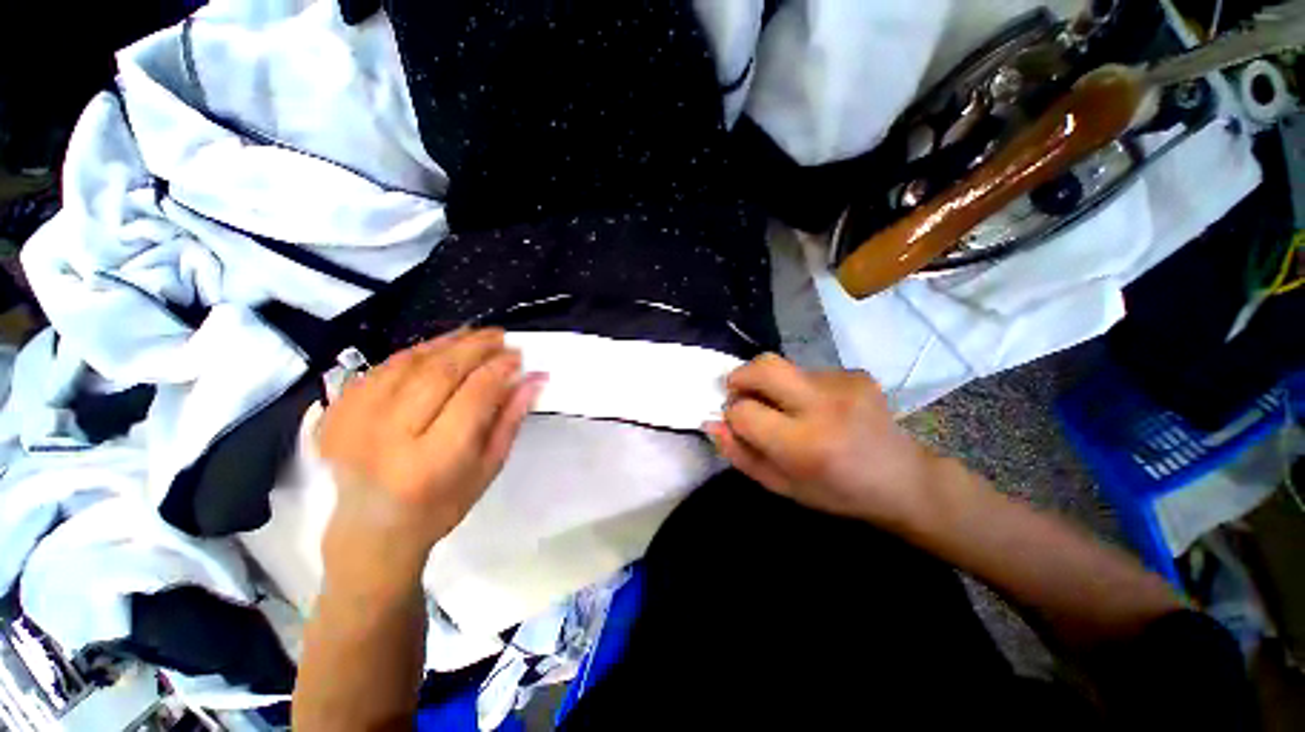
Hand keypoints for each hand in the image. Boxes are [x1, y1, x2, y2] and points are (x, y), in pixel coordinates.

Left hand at [316, 329, 545, 592]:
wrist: (372, 531)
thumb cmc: (442, 505)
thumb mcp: (489, 467)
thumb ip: (512, 418)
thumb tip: (535, 378)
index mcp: (433, 460)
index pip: (474, 395)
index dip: (500, 368)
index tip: (519, 355)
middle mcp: (389, 437)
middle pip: (439, 372)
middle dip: (476, 347)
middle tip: (501, 336)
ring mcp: (354, 423)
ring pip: (408, 363)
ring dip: (446, 343)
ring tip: (474, 335)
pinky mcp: (335, 414)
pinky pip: (379, 368)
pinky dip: (412, 353)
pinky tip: (436, 348)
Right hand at [705, 354, 940, 528]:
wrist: (903, 480)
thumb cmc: (836, 492)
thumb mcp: (781, 486)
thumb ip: (740, 454)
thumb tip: (713, 423)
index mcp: (804, 444)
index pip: (743, 411)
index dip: (733, 414)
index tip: (740, 423)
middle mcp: (824, 406)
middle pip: (763, 366)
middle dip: (740, 376)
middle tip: (741, 392)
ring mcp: (844, 384)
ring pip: (784, 367)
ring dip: (774, 386)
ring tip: (792, 410)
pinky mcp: (856, 373)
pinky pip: (808, 371)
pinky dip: (800, 387)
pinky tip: (819, 408)